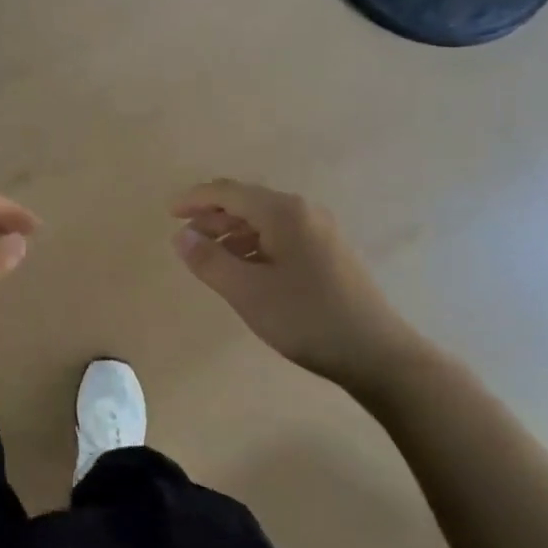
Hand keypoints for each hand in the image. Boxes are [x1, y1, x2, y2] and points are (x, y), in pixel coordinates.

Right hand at [171, 179, 429, 402]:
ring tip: (210, 256)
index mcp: (283, 212)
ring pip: (265, 220)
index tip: (169, 214)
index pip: (229, 192)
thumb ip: (209, 261)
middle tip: (185, 237)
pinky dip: (255, 244)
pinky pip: (282, 235)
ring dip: (233, 232)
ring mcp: (322, 232)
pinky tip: (246, 269)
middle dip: (213, 216)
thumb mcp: (247, 292)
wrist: (379, 355)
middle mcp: (304, 212)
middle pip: (248, 202)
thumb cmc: (307, 319)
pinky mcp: (331, 253)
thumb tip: (181, 235)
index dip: (195, 199)